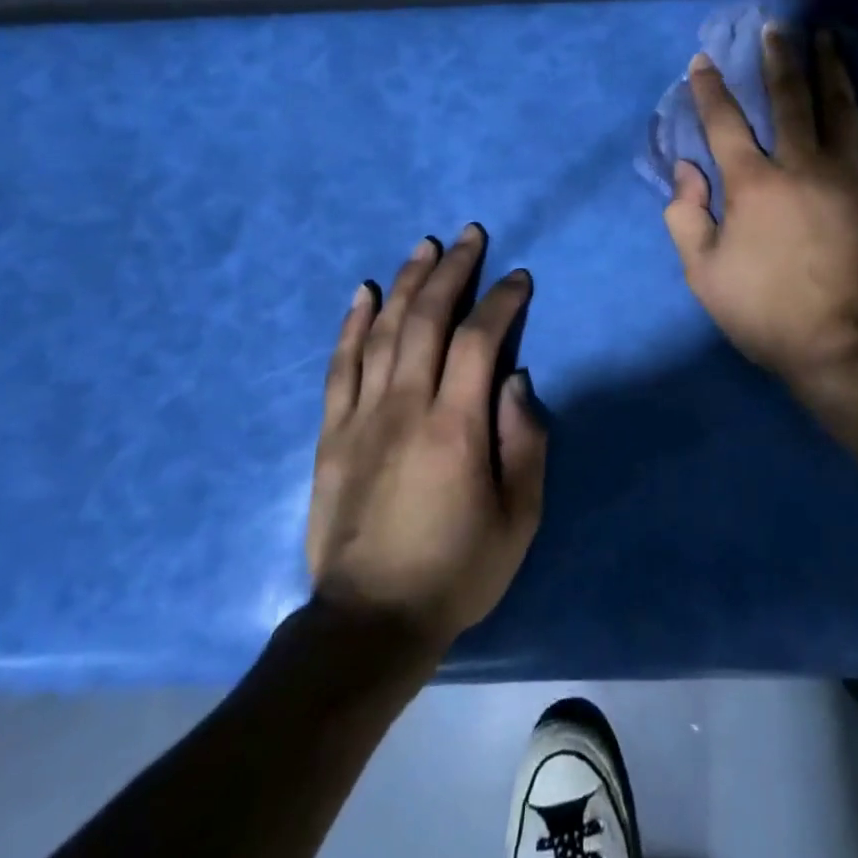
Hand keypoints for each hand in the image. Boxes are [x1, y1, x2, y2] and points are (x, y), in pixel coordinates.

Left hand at [305, 225, 545, 656]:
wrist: (370, 622)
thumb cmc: (457, 570)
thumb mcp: (519, 518)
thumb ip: (525, 442)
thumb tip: (517, 380)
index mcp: (456, 426)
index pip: (480, 340)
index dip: (501, 301)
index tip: (518, 278)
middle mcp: (405, 406)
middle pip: (427, 319)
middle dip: (452, 271)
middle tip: (470, 235)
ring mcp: (361, 415)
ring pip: (383, 330)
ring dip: (406, 281)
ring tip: (425, 246)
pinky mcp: (332, 432)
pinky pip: (340, 364)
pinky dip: (352, 323)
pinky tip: (364, 292)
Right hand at [664, 23, 857, 414]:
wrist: (848, 345)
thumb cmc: (768, 312)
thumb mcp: (704, 273)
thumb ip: (686, 216)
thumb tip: (686, 169)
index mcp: (754, 183)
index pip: (724, 123)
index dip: (710, 89)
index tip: (703, 60)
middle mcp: (803, 165)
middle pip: (790, 100)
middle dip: (779, 60)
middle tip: (777, 27)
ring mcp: (853, 178)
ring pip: (843, 111)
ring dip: (835, 71)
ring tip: (830, 39)